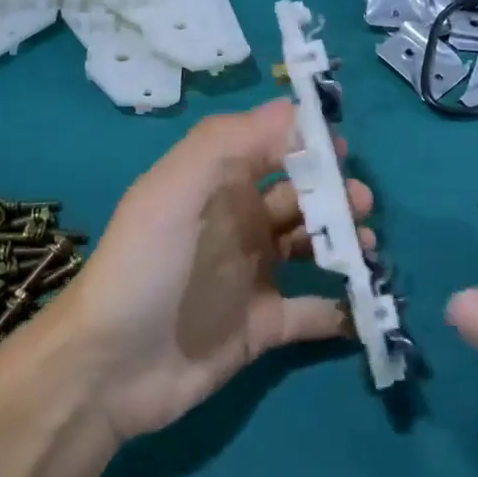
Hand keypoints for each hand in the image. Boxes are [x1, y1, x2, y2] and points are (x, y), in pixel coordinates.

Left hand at [49, 100, 370, 441]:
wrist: (111, 366)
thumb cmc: (147, 265)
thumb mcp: (176, 188)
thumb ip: (231, 141)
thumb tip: (294, 109)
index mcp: (218, 185)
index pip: (270, 148)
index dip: (307, 143)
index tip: (342, 149)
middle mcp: (238, 223)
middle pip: (300, 196)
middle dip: (335, 193)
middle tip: (361, 203)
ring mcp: (252, 276)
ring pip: (311, 247)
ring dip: (344, 242)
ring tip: (366, 246)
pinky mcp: (262, 327)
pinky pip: (312, 312)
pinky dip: (339, 308)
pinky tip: (360, 304)